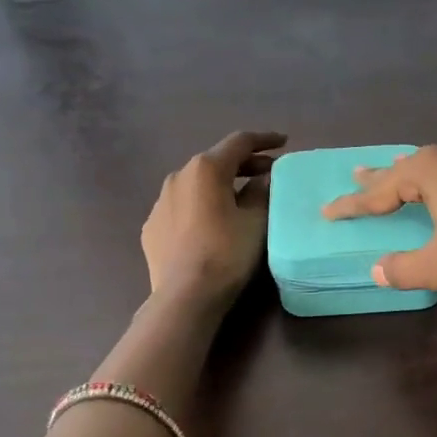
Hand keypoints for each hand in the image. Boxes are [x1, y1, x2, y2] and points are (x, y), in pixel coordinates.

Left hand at [142, 131, 285, 305]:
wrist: (185, 296)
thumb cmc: (227, 253)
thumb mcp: (257, 221)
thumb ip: (262, 193)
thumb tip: (263, 180)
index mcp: (207, 169)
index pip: (239, 142)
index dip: (264, 140)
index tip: (283, 142)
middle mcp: (178, 176)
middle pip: (216, 161)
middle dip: (244, 164)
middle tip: (268, 173)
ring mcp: (160, 202)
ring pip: (196, 184)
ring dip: (221, 185)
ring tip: (240, 198)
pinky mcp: (152, 226)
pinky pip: (182, 207)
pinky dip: (201, 206)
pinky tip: (212, 223)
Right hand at [322, 142, 436, 293]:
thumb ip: (405, 269)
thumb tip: (378, 271)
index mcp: (428, 170)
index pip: (378, 191)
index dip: (352, 205)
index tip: (328, 212)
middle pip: (405, 168)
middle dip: (380, 178)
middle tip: (355, 174)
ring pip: (435, 166)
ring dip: (413, 173)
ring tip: (397, 172)